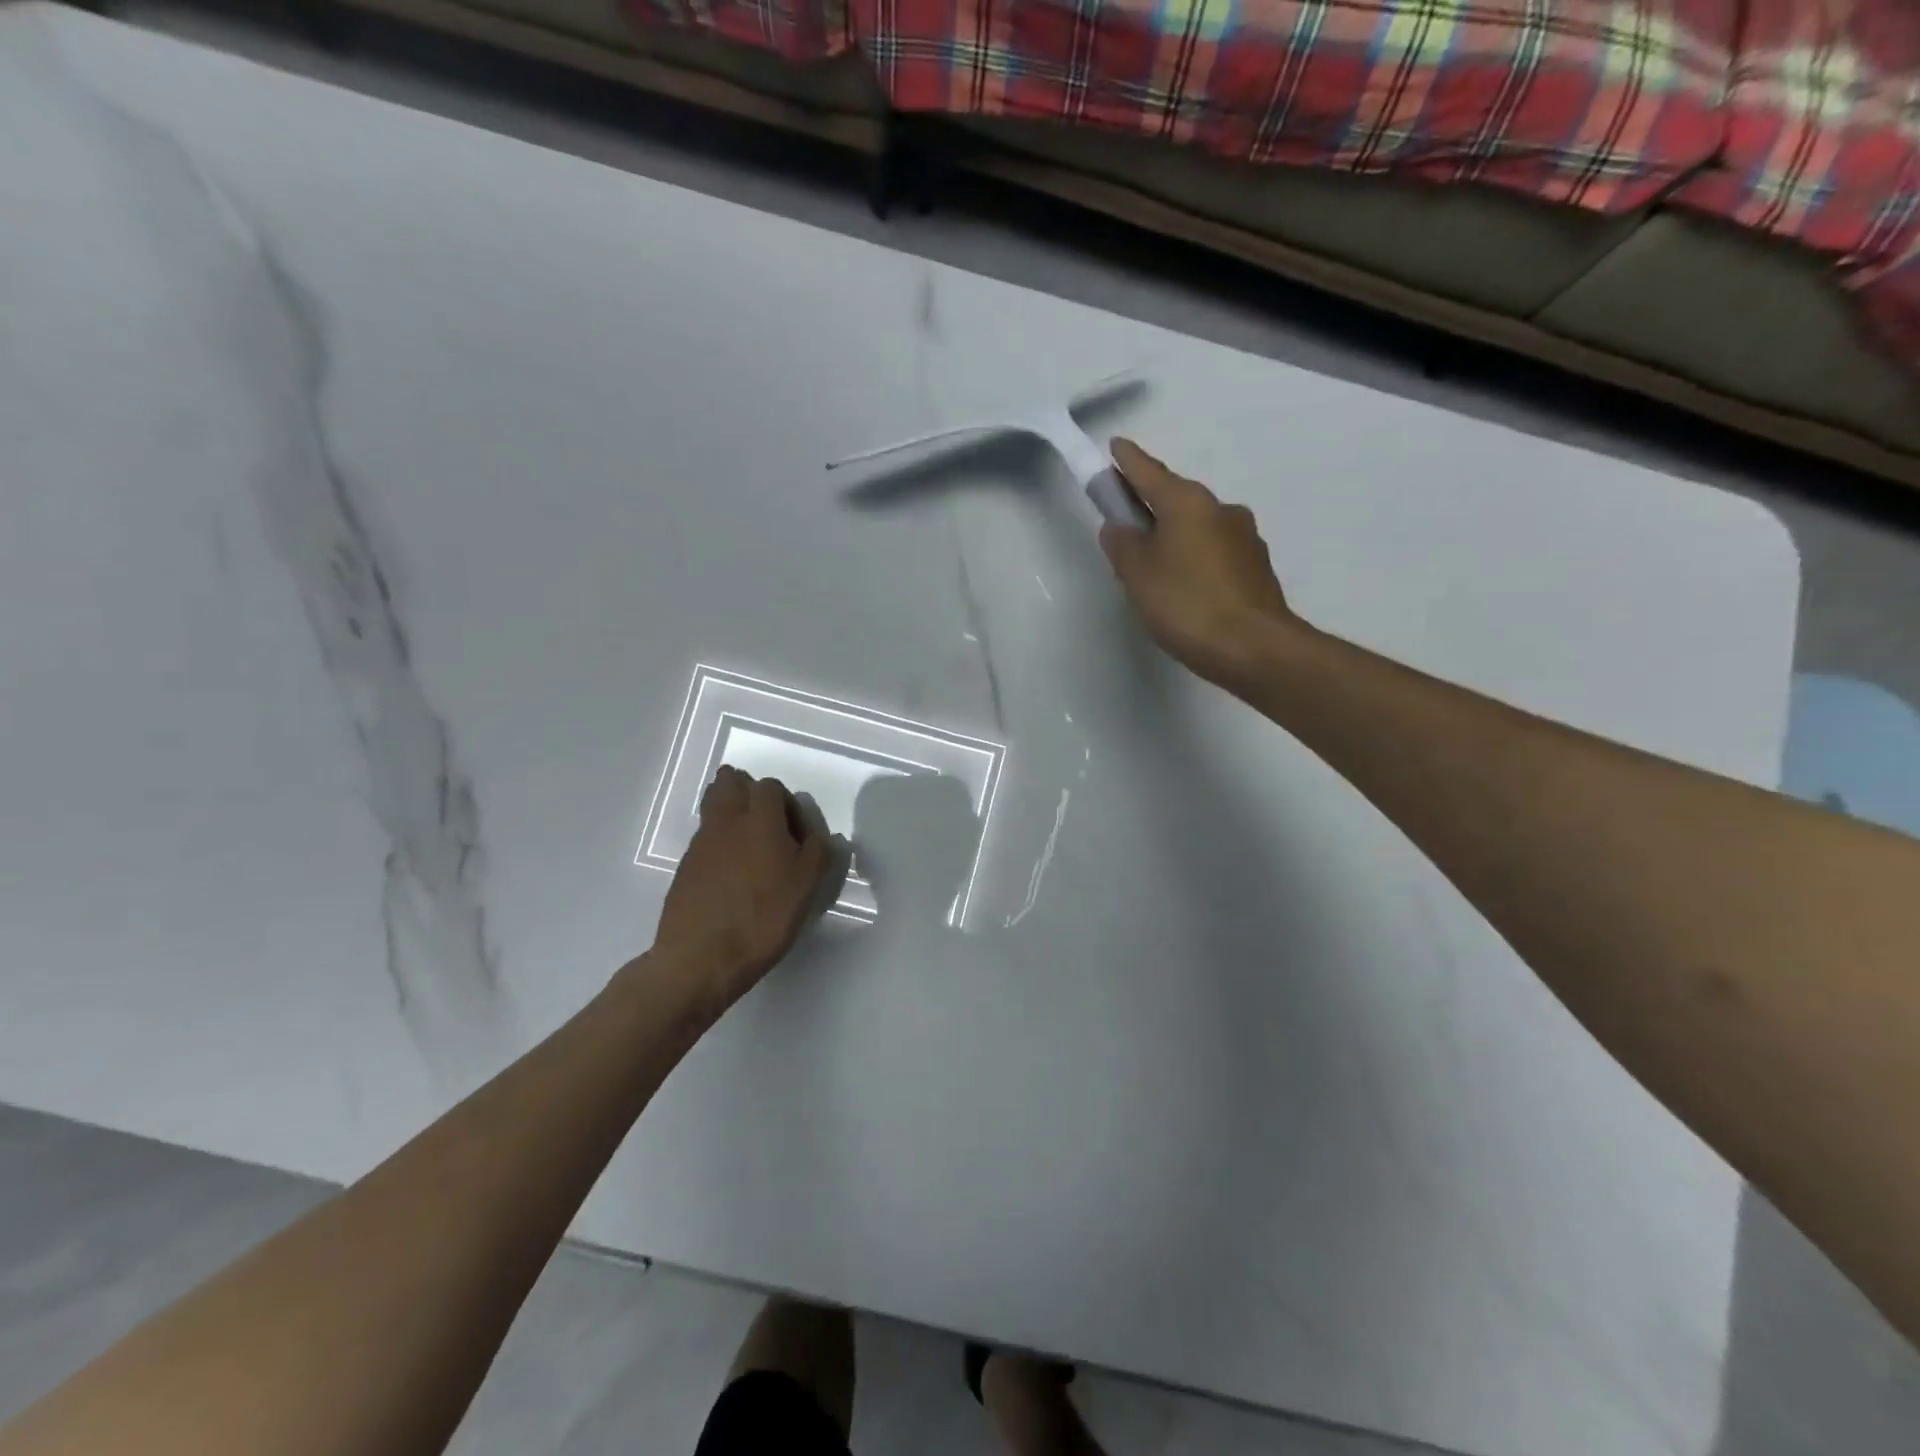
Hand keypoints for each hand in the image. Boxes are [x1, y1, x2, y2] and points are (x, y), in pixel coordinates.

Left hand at [653, 767, 844, 1008]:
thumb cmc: (764, 917)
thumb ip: (819, 850)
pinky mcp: (686, 866)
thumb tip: (818, 833)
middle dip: (751, 793)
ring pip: (714, 806)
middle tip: (771, 826)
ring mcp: (701, 842)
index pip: (770, 786)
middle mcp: (725, 820)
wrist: (702, 958)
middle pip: (730, 782)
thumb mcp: (807, 884)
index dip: (788, 804)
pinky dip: (721, 843)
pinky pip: (706, 837)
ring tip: (753, 849)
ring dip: (734, 815)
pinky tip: (735, 876)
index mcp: (758, 818)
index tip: (798, 835)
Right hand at [1099, 438, 1300, 689]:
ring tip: (1153, 564)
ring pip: (1197, 526)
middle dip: (1150, 504)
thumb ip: (1122, 544)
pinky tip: (1184, 584)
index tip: (1115, 447)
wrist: (1254, 648)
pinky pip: (1213, 551)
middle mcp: (1221, 509)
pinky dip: (1193, 556)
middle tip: (1124, 520)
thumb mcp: (1138, 575)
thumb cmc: (1187, 604)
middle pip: (1176, 498)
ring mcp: (1244, 538)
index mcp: (1189, 502)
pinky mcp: (1255, 567)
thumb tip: (1119, 526)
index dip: (1127, 461)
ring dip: (1174, 534)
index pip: (1149, 472)